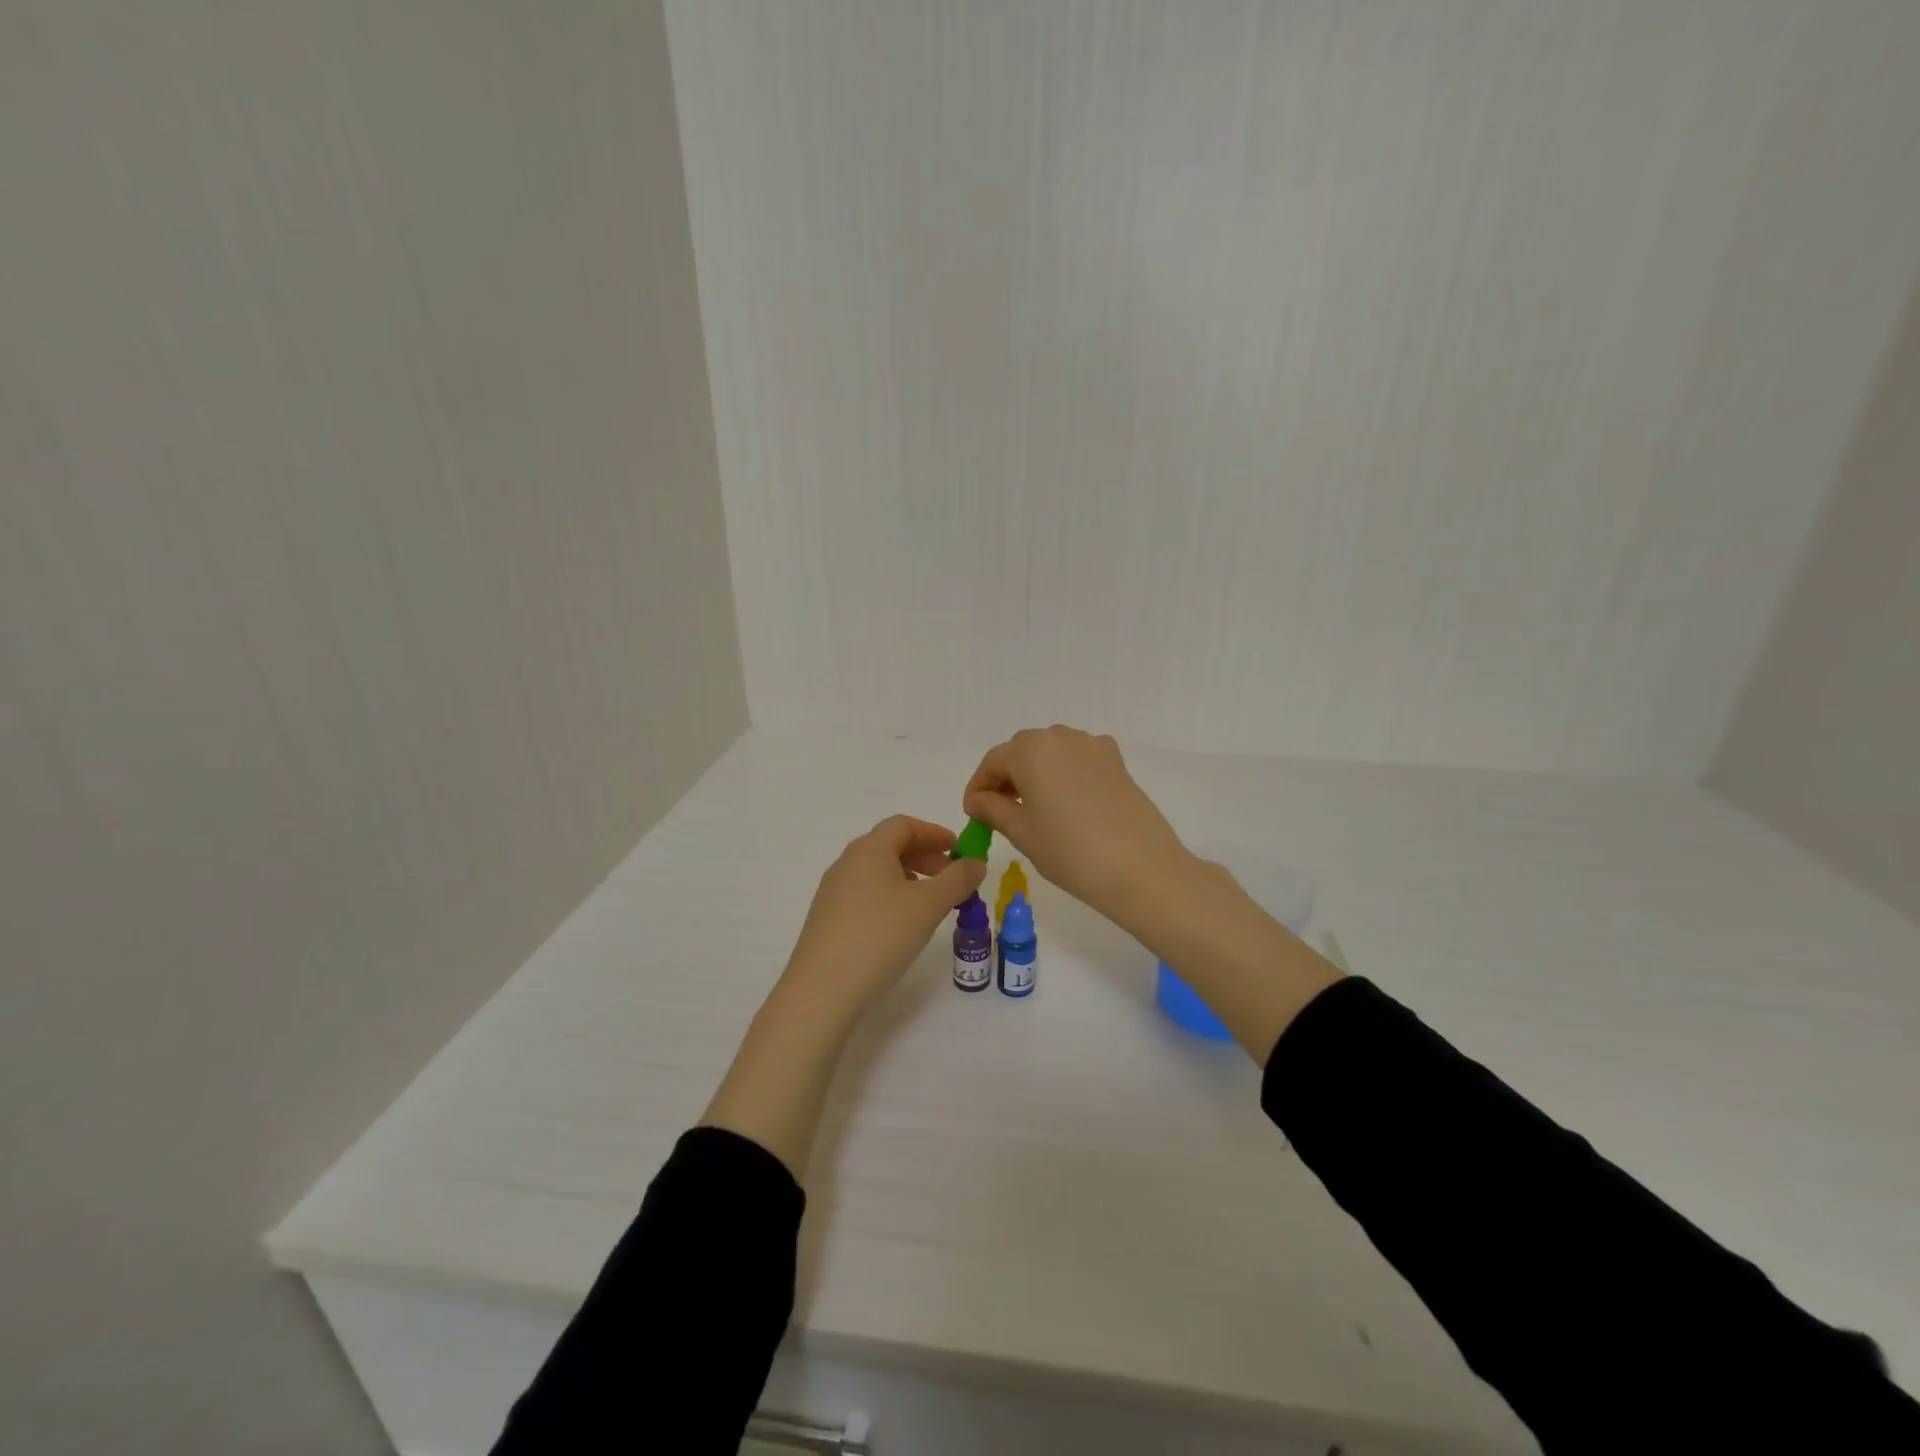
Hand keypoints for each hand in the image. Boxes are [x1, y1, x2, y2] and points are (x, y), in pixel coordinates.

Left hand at [779, 815, 987, 1028]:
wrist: (822, 991)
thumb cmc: (880, 936)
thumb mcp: (929, 905)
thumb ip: (958, 879)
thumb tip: (976, 863)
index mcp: (869, 849)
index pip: (903, 825)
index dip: (934, 833)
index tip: (959, 849)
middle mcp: (847, 863)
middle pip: (890, 846)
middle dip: (925, 857)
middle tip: (952, 878)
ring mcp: (833, 892)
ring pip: (878, 872)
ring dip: (910, 879)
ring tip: (933, 904)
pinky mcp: (828, 920)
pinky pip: (866, 894)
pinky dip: (891, 897)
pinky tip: (903, 925)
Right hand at [963, 726, 1193, 931]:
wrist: (1141, 869)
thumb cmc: (1070, 851)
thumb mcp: (1022, 832)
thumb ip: (993, 809)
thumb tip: (978, 800)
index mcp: (1031, 750)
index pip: (993, 761)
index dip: (978, 787)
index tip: (972, 813)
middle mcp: (1061, 737)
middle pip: (1022, 751)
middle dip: (1006, 778)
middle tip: (998, 812)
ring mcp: (1093, 746)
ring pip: (1051, 754)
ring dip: (1035, 775)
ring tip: (1032, 810)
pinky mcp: (1117, 762)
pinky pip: (1078, 761)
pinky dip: (1064, 776)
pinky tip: (1066, 806)